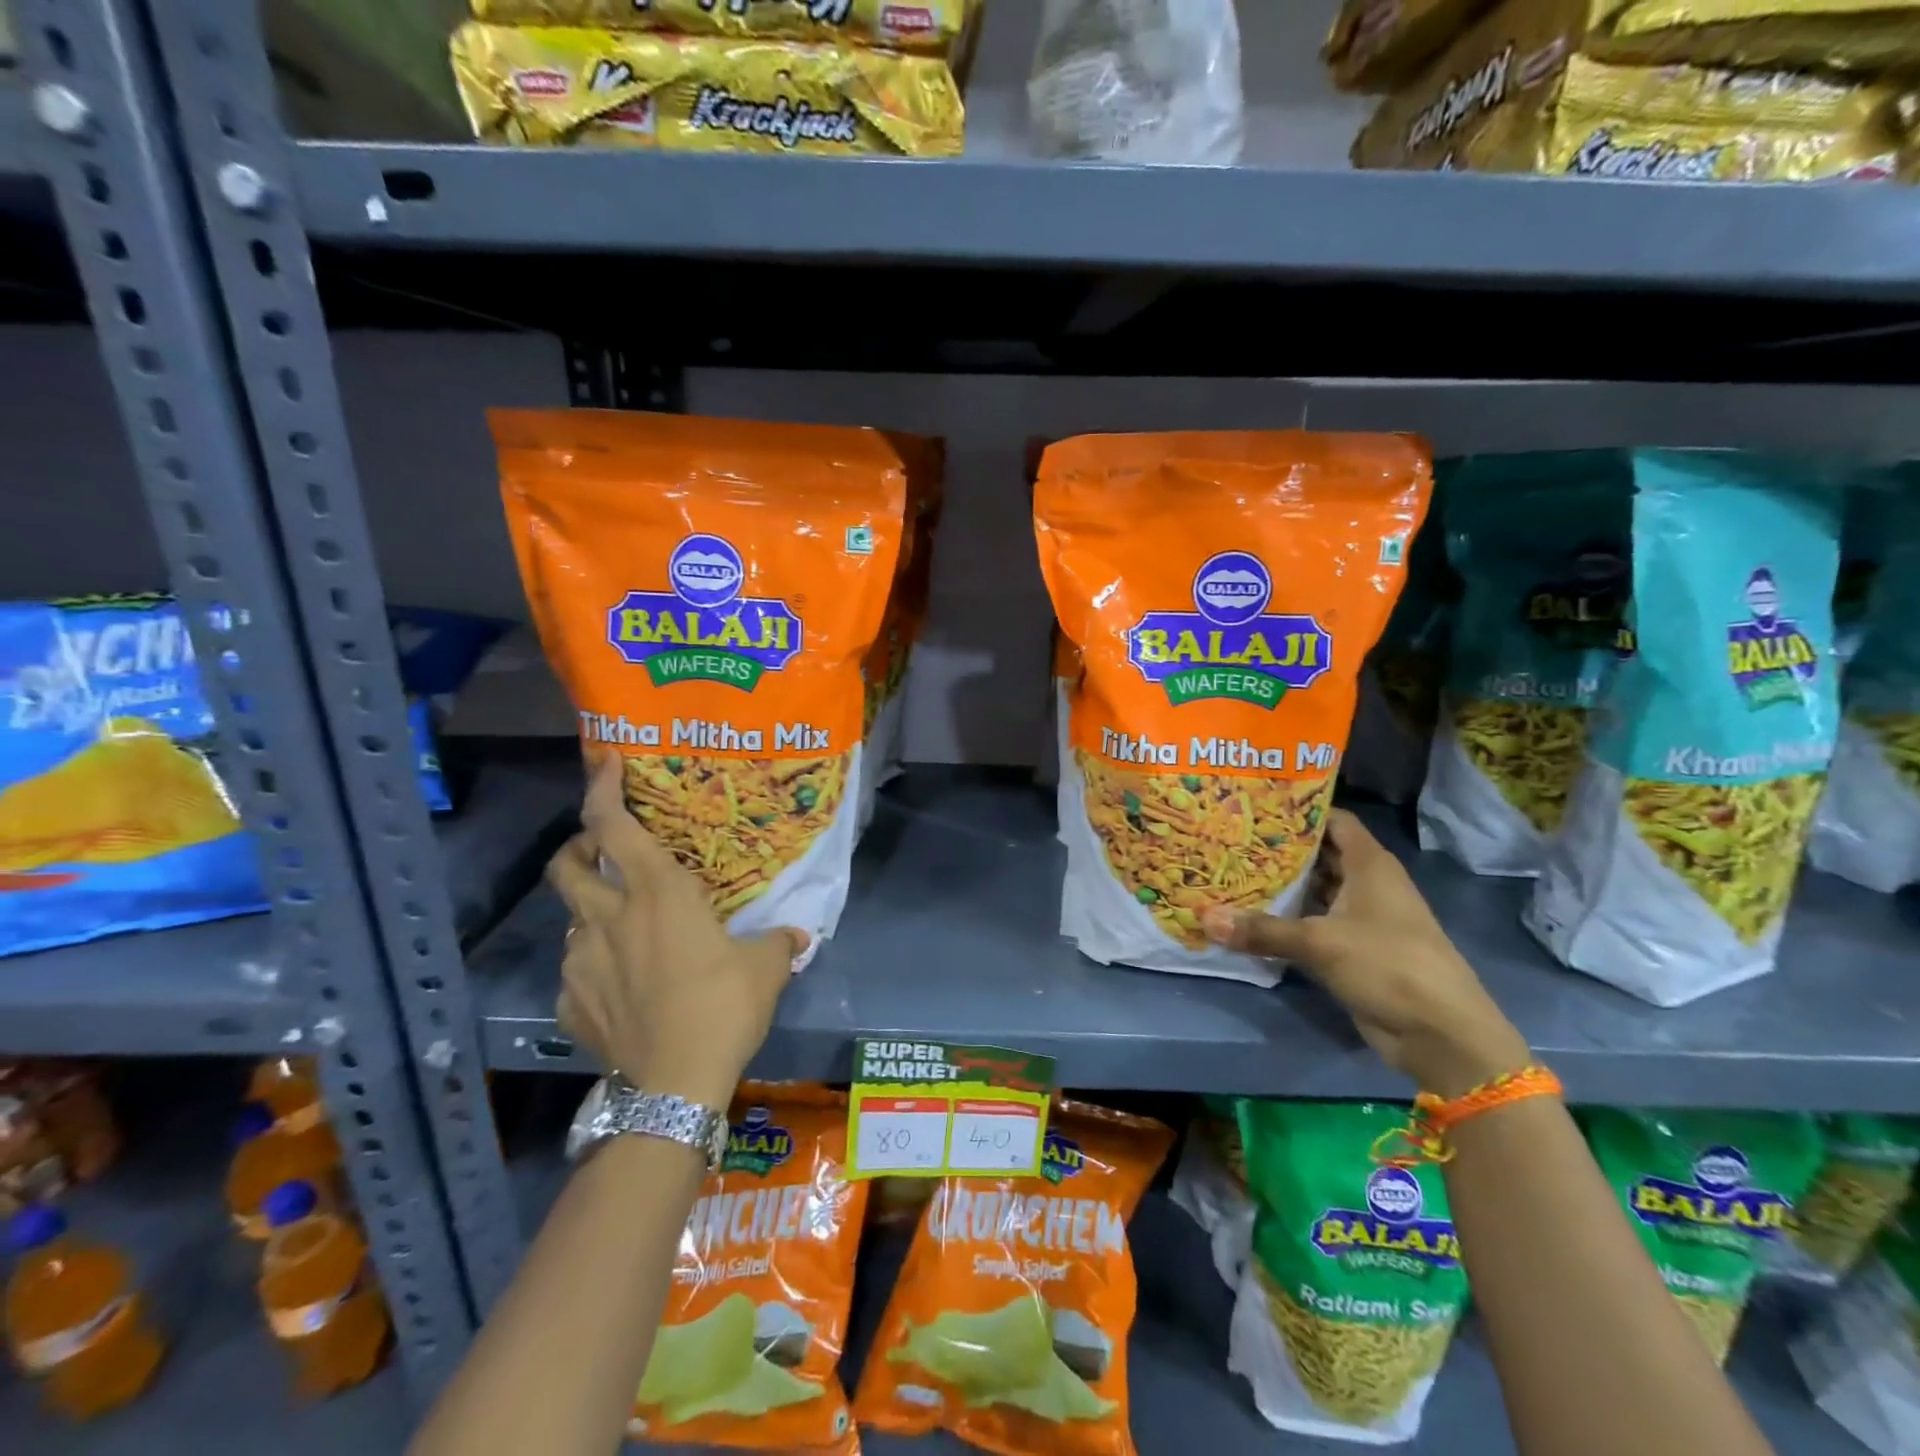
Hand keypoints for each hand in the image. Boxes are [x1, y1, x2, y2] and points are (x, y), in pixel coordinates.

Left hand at [545, 754, 807, 1108]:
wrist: (675, 1085)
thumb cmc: (724, 1006)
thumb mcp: (765, 968)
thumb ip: (779, 943)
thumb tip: (798, 936)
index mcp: (657, 894)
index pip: (613, 825)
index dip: (602, 789)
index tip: (605, 763)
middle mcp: (609, 919)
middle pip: (568, 866)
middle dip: (578, 848)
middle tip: (601, 851)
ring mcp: (581, 963)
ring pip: (572, 922)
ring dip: (592, 915)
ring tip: (623, 931)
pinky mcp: (570, 1005)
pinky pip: (576, 974)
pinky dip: (593, 969)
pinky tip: (619, 988)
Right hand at [1204, 809, 1530, 1097]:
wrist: (1441, 1035)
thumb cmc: (1389, 965)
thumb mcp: (1320, 943)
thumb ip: (1262, 930)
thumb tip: (1204, 918)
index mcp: (1370, 865)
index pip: (1333, 820)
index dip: (1299, 811)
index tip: (1255, 807)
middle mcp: (1366, 884)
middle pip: (1318, 855)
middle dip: (1278, 850)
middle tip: (1229, 839)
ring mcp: (1360, 918)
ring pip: (1314, 892)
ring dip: (1280, 887)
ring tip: (1230, 872)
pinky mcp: (1352, 950)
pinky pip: (1312, 925)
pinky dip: (1286, 920)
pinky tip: (1249, 916)